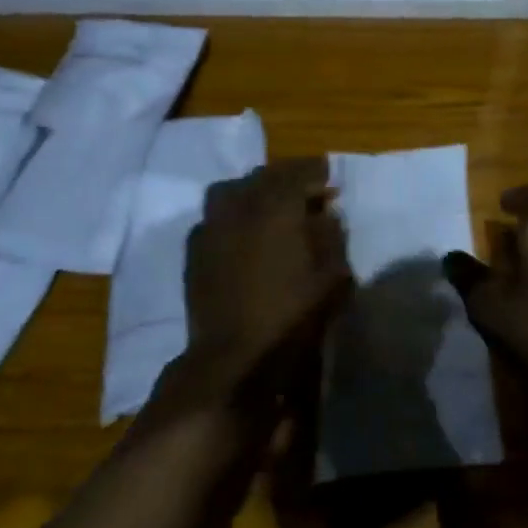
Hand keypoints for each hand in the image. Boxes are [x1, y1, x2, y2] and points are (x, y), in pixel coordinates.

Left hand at [182, 157, 350, 392]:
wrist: (236, 356)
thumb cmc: (293, 314)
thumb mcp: (333, 275)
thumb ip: (331, 236)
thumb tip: (325, 215)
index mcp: (277, 207)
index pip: (298, 171)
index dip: (315, 171)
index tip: (329, 177)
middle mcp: (240, 208)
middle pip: (261, 176)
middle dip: (285, 178)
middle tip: (303, 192)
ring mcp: (211, 228)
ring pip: (230, 191)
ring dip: (252, 191)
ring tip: (269, 208)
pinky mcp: (194, 252)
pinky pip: (213, 218)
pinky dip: (231, 216)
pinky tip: (243, 234)